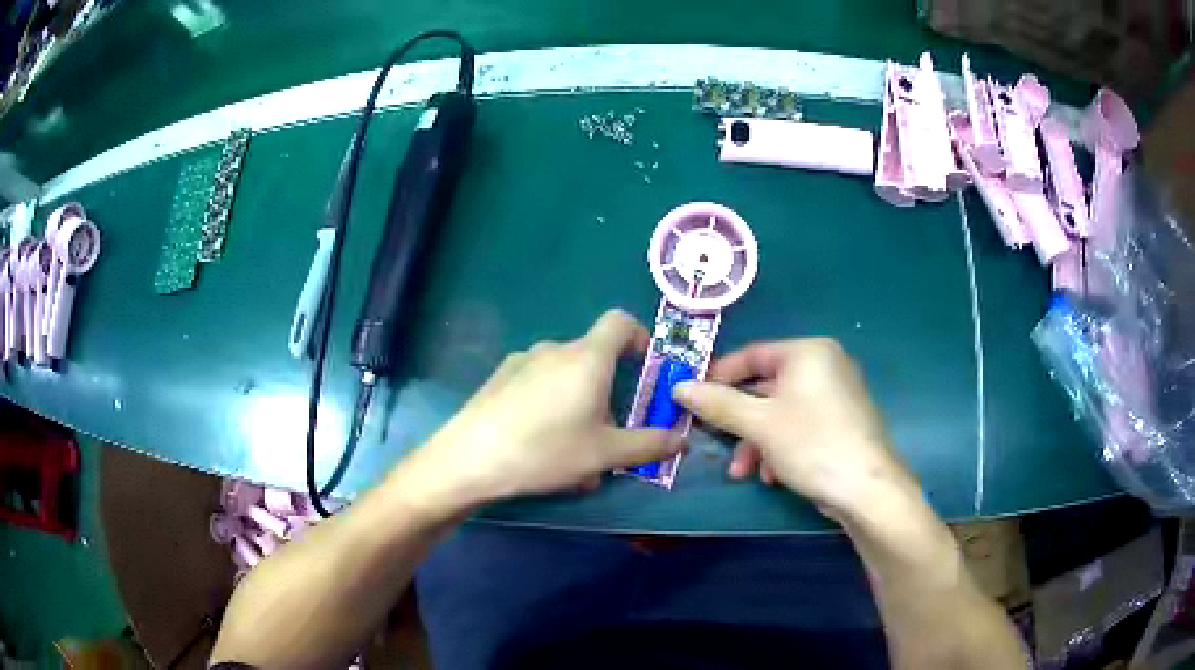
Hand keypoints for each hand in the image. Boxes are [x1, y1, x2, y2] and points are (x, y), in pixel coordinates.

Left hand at [404, 310, 681, 509]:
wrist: (470, 459)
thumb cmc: (546, 450)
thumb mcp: (604, 454)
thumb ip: (649, 445)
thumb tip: (681, 440)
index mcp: (587, 358)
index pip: (621, 322)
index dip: (640, 337)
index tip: (647, 368)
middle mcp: (555, 349)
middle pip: (594, 357)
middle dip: (609, 389)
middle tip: (610, 432)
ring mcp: (522, 361)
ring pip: (565, 376)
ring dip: (579, 403)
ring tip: (575, 448)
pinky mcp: (500, 378)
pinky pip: (539, 384)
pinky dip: (551, 405)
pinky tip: (541, 444)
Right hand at [673, 338, 913, 515]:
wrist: (866, 488)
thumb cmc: (812, 444)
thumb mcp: (759, 424)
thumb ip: (718, 404)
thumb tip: (679, 387)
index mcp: (808, 352)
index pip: (752, 354)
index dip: (718, 376)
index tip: (691, 397)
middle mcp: (824, 366)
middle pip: (765, 387)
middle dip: (738, 421)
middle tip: (712, 440)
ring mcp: (835, 395)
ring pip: (780, 412)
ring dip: (755, 441)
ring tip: (742, 472)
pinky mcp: (840, 422)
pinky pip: (799, 426)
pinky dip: (779, 447)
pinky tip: (772, 476)